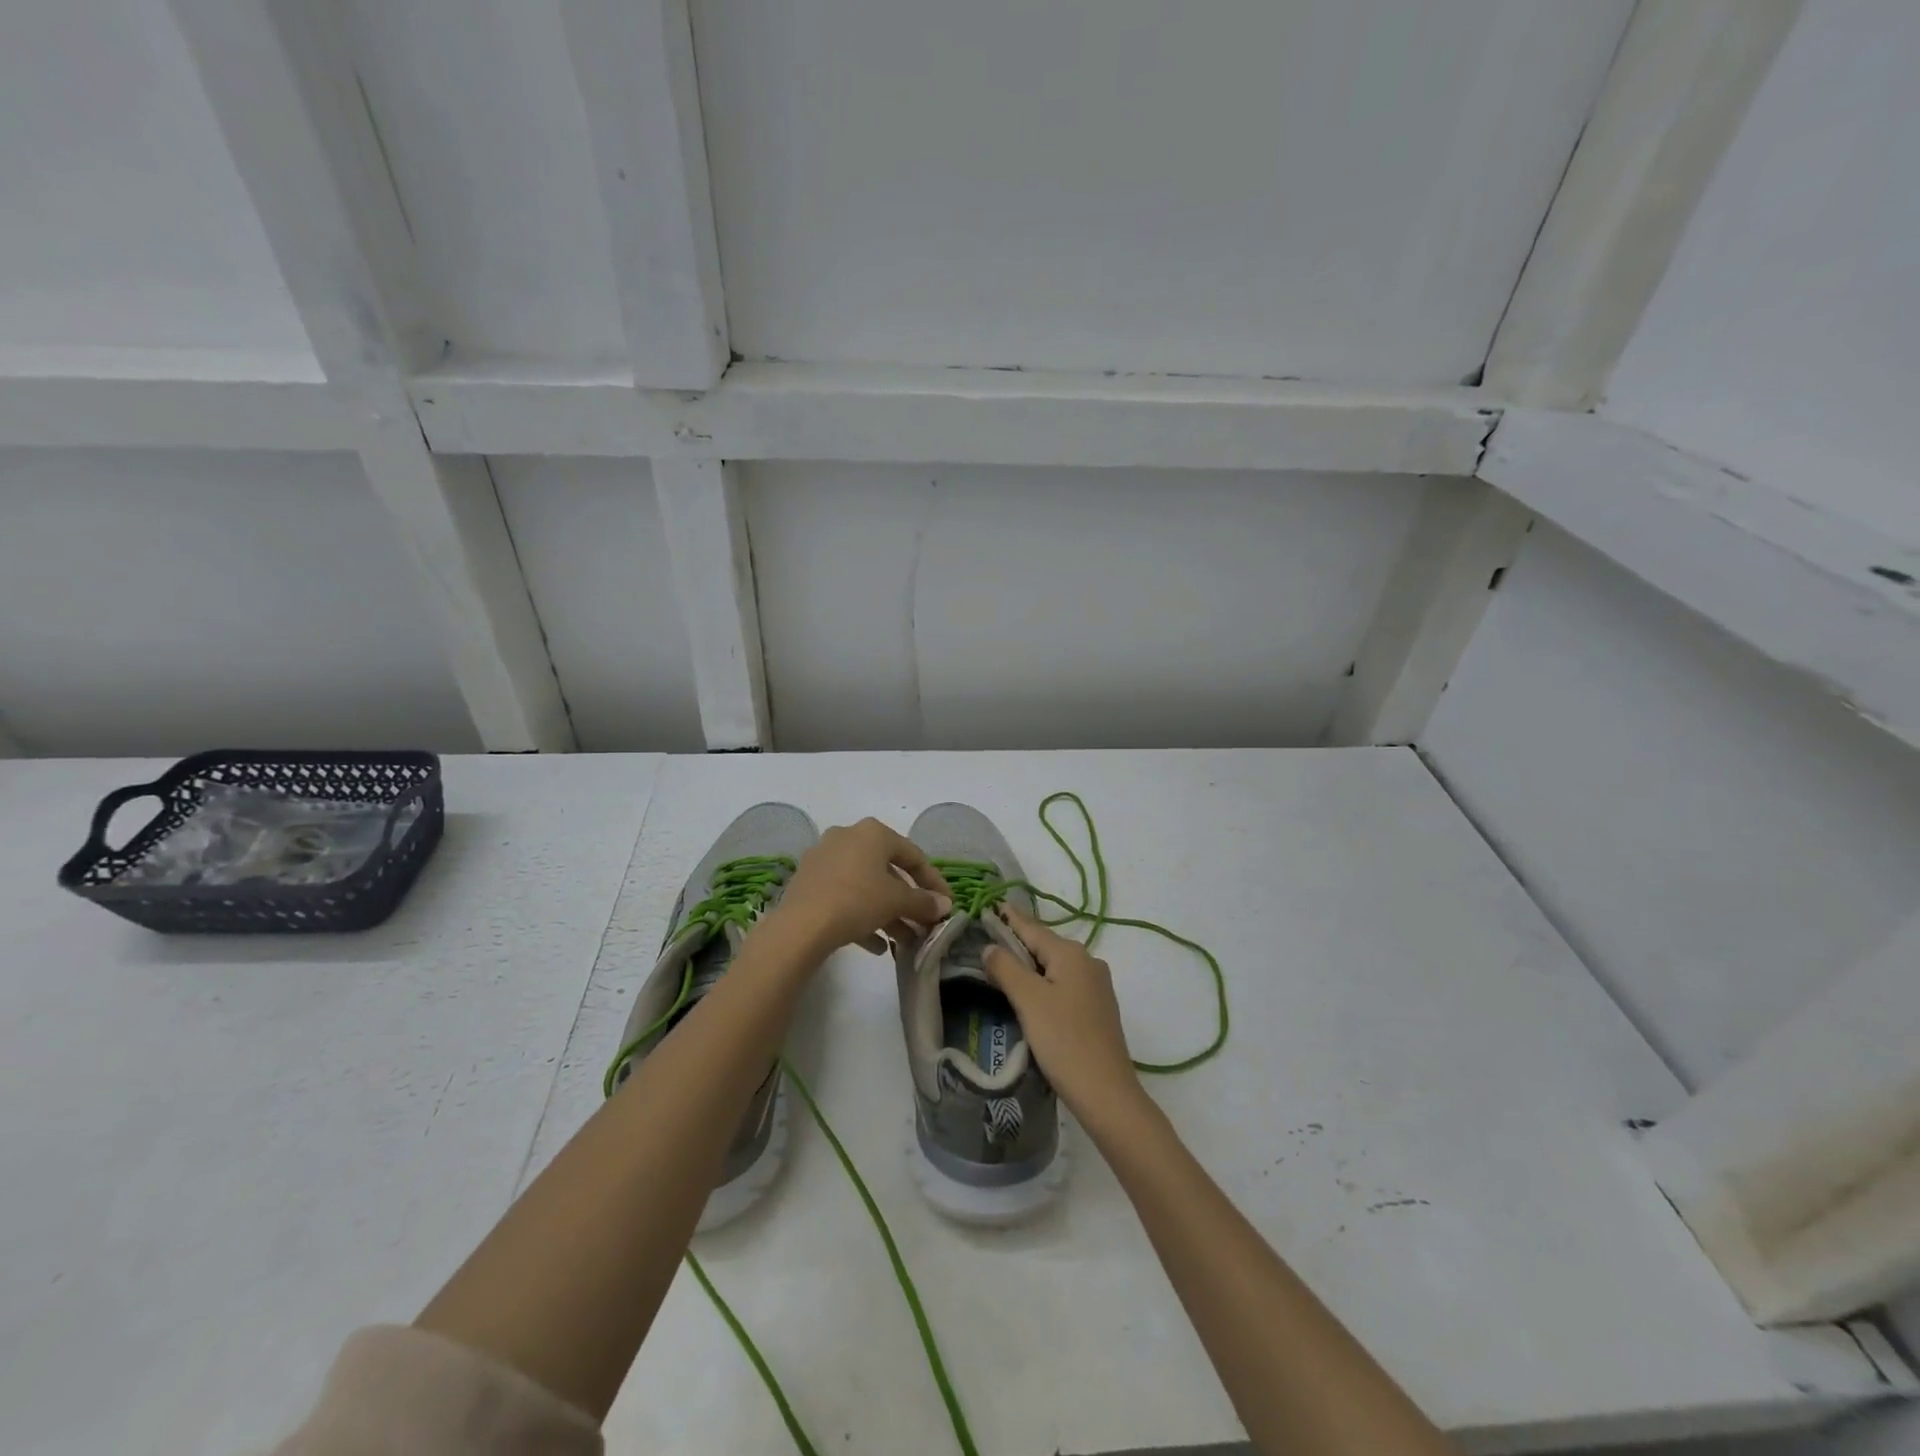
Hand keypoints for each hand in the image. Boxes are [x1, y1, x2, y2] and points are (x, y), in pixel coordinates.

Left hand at [773, 818, 951, 955]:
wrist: (800, 927)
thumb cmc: (856, 901)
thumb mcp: (897, 901)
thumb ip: (923, 902)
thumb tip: (945, 905)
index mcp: (872, 832)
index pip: (913, 855)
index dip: (933, 882)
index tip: (945, 904)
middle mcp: (847, 837)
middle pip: (888, 871)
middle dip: (908, 901)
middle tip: (923, 924)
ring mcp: (824, 859)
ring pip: (866, 886)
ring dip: (888, 913)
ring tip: (904, 941)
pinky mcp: (808, 883)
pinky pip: (844, 896)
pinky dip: (863, 916)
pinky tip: (876, 945)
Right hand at [984, 906, 1144, 1120]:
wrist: (1106, 1093)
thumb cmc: (1064, 1040)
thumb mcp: (1028, 1000)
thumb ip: (1006, 968)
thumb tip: (990, 946)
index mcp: (1072, 953)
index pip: (1032, 928)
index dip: (1009, 919)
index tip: (989, 906)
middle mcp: (1088, 962)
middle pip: (1044, 946)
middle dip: (1017, 944)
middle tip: (986, 942)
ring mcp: (1096, 986)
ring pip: (1054, 967)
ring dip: (1029, 967)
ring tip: (1001, 969)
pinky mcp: (1097, 1009)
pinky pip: (1064, 985)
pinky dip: (1044, 985)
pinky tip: (1029, 997)